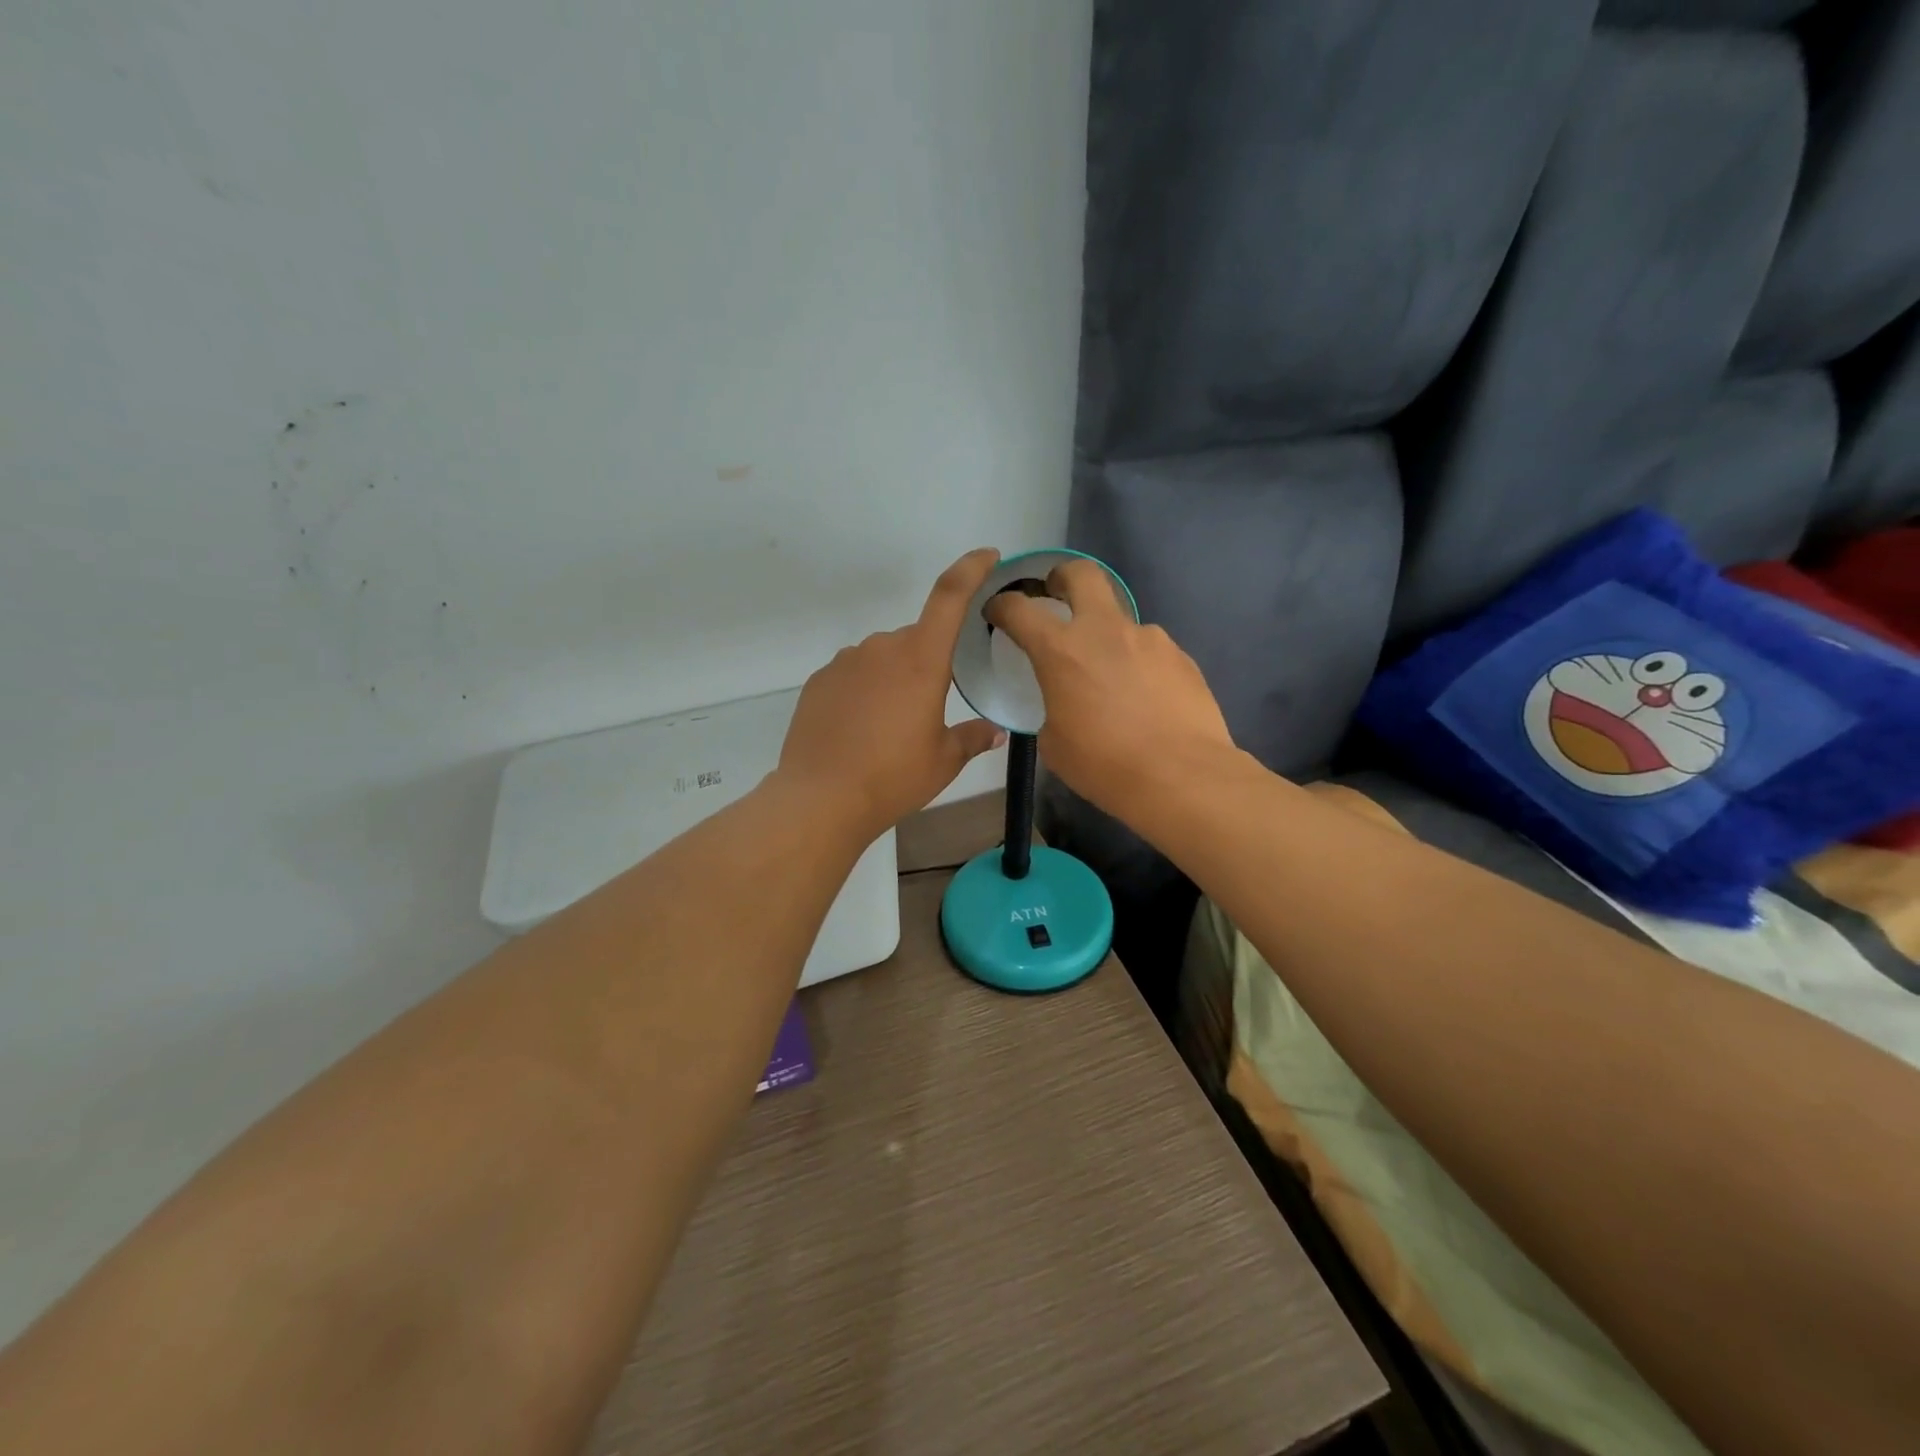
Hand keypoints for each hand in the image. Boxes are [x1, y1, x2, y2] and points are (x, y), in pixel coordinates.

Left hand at [775, 549, 1007, 839]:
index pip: (949, 596)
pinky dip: (864, 691)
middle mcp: (882, 648)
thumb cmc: (893, 777)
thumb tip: (995, 731)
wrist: (821, 798)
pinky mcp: (819, 680)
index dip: (971, 569)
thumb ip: (973, 738)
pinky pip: (854, 674)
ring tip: (891, 727)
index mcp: (921, 659)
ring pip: (883, 658)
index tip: (987, 556)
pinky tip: (861, 729)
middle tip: (929, 710)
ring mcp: (846, 661)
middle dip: (928, 663)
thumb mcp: (944, 761)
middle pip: (916, 639)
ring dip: (894, 678)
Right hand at [985, 560, 1234, 817]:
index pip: (1019, 609)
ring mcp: (1149, 639)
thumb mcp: (1054, 743)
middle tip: (1057, 594)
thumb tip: (1067, 702)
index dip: (1002, 605)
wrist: (1181, 777)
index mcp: (1061, 650)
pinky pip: (1150, 651)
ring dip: (1108, 638)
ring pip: (1121, 621)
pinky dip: (1138, 665)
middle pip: (1082, 574)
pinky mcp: (1180, 657)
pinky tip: (1145, 699)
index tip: (997, 611)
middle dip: (1063, 577)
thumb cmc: (1104, 765)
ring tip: (1112, 679)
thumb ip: (1054, 707)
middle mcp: (1105, 631)